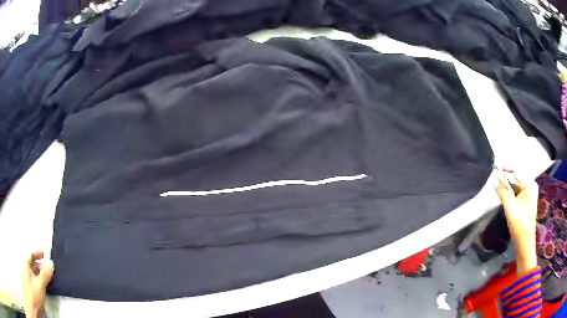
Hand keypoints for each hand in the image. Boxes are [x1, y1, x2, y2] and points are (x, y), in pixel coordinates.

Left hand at [22, 251, 53, 317]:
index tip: (46, 254)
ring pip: (35, 272)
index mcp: (27, 264)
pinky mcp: (31, 285)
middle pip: (34, 264)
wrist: (32, 299)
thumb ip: (45, 275)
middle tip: (50, 269)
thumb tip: (51, 264)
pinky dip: (40, 280)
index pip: (32, 255)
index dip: (39, 253)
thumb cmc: (32, 291)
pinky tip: (44, 287)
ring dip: (41, 274)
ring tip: (48, 279)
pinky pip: (35, 279)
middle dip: (42, 266)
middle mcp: (26, 268)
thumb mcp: (39, 284)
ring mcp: (28, 277)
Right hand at [495, 171, 537, 276]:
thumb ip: (503, 192)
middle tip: (494, 174)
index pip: (516, 170)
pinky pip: (516, 192)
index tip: (494, 166)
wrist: (525, 243)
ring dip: (506, 185)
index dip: (505, 167)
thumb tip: (496, 179)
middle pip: (516, 177)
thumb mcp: (510, 208)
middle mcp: (530, 186)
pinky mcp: (525, 201)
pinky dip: (509, 192)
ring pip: (515, 185)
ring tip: (497, 184)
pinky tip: (503, 193)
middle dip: (505, 176)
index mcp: (529, 185)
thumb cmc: (519, 225)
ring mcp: (528, 194)